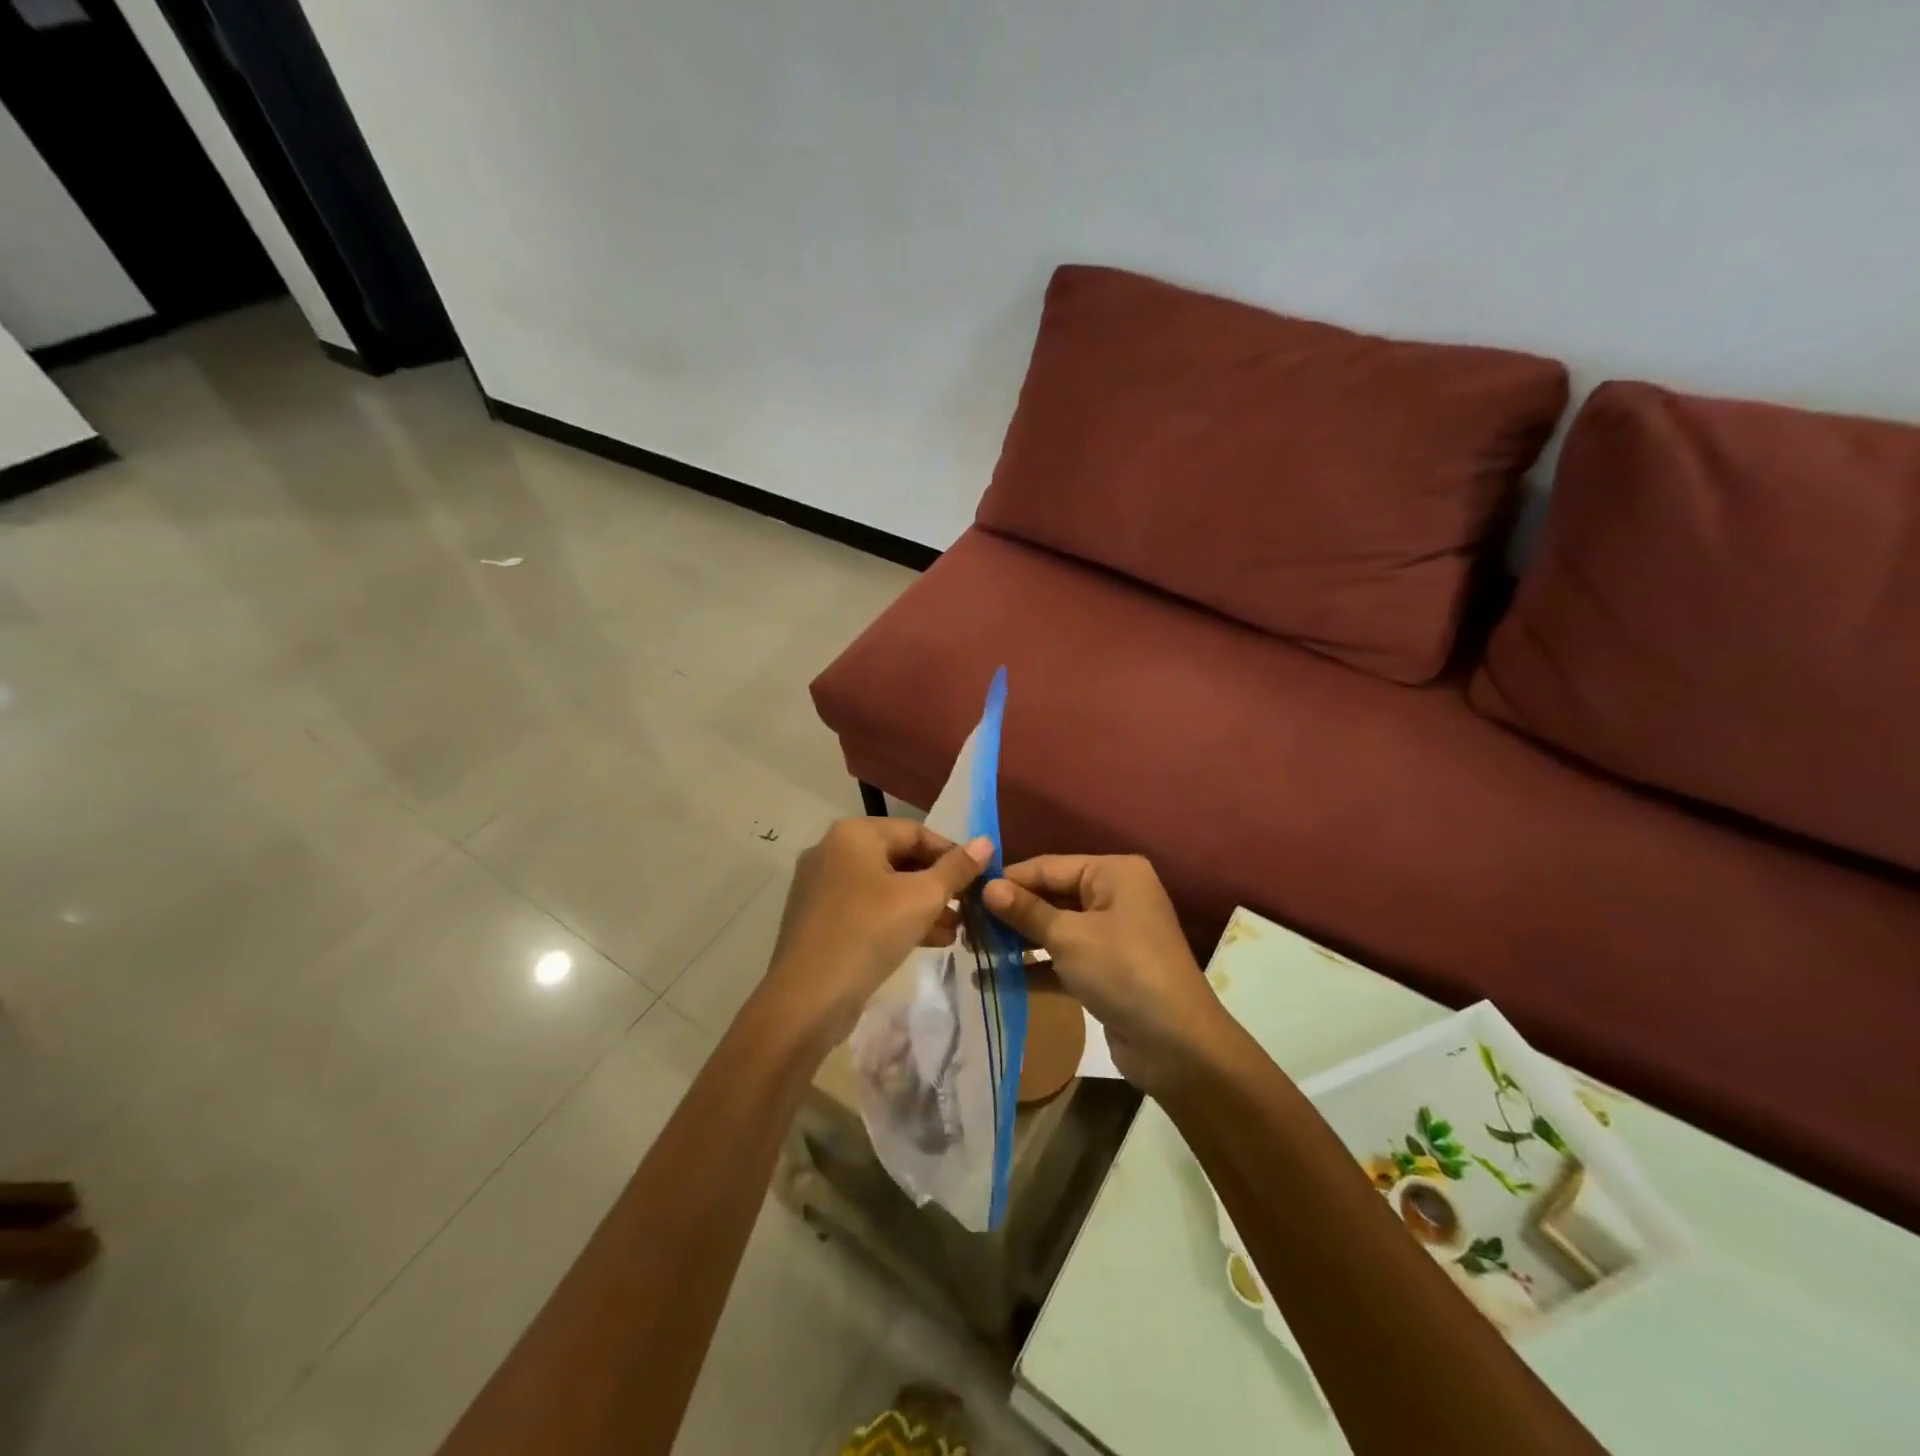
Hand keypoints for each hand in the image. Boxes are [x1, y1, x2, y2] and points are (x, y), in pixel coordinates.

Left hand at [758, 818, 991, 1054]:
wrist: (806, 1000)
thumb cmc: (869, 933)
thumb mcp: (922, 898)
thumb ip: (956, 868)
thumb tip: (986, 842)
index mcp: (853, 834)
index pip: (916, 832)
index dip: (952, 854)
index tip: (980, 880)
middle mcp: (832, 850)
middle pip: (899, 858)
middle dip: (938, 884)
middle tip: (969, 908)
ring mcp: (822, 886)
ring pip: (884, 887)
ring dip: (923, 905)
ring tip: (957, 930)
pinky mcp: (819, 919)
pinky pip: (867, 908)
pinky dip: (897, 918)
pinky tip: (930, 940)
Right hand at [983, 855, 1226, 1093]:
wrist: (1177, 1045)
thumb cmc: (1124, 971)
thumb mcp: (1070, 936)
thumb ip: (1026, 911)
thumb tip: (986, 887)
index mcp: (1114, 873)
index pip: (1048, 867)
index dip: (1008, 881)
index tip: (965, 893)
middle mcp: (1114, 896)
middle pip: (1051, 897)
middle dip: (1010, 913)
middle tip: (964, 926)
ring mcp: (1111, 935)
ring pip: (1055, 929)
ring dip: (1017, 941)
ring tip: (971, 950)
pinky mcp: (1106, 971)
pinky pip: (1062, 960)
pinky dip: (1034, 968)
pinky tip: (992, 979)